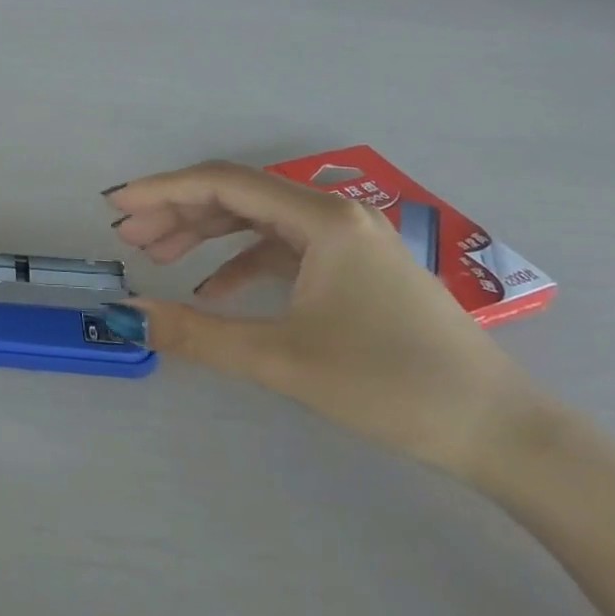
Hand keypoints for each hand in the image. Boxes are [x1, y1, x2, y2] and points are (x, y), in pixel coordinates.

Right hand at [106, 163, 544, 480]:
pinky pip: (280, 251)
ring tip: (157, 257)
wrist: (499, 431)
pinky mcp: (353, 269)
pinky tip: (213, 292)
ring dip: (204, 236)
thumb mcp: (282, 359)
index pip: (223, 184)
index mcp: (321, 219)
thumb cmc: (391, 384)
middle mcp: (333, 215)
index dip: (162, 190)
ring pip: (257, 222)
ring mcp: (347, 241)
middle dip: (177, 213)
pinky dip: (239, 263)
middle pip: (236, 197)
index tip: (115, 206)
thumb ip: (197, 333)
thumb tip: (127, 315)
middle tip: (128, 239)